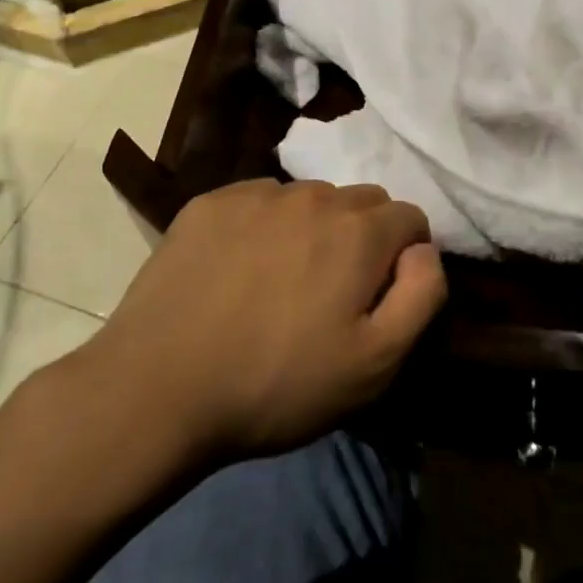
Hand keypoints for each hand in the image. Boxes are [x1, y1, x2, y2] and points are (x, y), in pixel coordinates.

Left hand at [57, 178, 446, 465]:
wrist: (157, 388)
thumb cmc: (278, 383)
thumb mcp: (376, 364)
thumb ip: (421, 295)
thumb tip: (425, 251)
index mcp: (360, 231)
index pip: (410, 218)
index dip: (405, 257)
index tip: (379, 297)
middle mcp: (314, 196)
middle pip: (363, 202)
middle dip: (364, 238)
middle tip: (333, 293)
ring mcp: (257, 194)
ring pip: (311, 198)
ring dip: (314, 229)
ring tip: (282, 282)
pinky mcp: (210, 203)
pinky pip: (260, 200)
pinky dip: (266, 225)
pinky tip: (240, 270)